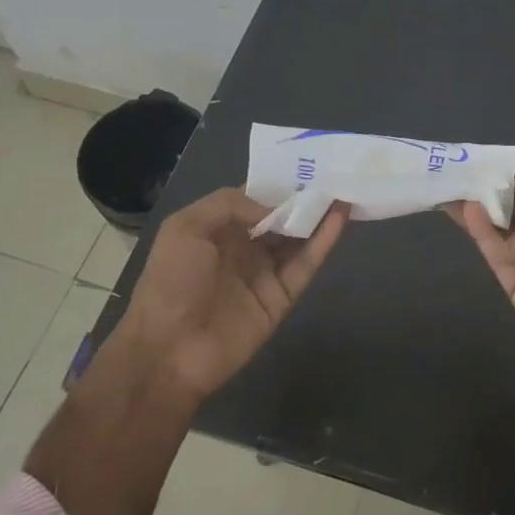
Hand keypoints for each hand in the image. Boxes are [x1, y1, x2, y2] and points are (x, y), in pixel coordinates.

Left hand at [115, 188, 348, 399]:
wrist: (169, 350)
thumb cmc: (171, 281)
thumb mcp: (186, 228)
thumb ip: (229, 204)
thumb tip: (274, 207)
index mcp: (216, 230)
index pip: (253, 200)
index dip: (277, 184)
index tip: (304, 164)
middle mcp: (242, 248)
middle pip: (280, 218)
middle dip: (303, 198)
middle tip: (335, 172)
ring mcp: (264, 274)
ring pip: (298, 239)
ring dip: (319, 215)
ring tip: (345, 188)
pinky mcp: (282, 298)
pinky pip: (306, 265)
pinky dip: (324, 241)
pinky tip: (340, 217)